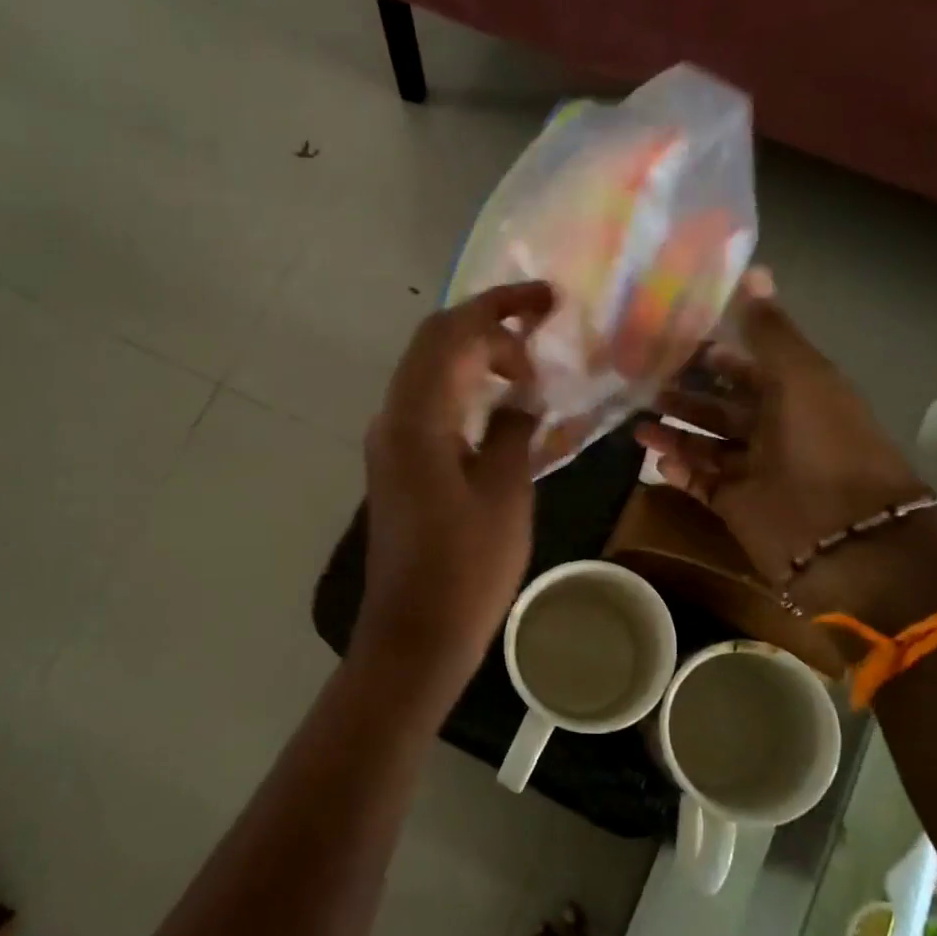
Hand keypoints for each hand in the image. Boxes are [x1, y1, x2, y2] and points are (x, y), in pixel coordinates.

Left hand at [357, 282, 554, 691]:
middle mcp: (393, 418)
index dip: (500, 306)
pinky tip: (499, 404)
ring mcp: (389, 442)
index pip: (453, 333)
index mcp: (417, 418)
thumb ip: (515, 431)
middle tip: (541, 328)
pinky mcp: (395, 464)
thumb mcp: (506, 494)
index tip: (548, 301)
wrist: (415, 634)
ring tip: (527, 367)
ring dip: (474, 356)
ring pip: (429, 371)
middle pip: (434, 342)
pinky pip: (428, 404)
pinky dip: (463, 388)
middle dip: (487, 324)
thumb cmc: (466, 570)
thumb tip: (523, 398)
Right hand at [636, 269, 928, 591]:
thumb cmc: (824, 444)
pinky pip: (701, 483)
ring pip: (705, 445)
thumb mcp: (801, 376)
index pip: (748, 368)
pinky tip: (655, 458)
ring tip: (635, 423)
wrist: (843, 535)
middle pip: (720, 407)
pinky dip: (680, 471)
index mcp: (795, 394)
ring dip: (674, 432)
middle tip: (641, 383)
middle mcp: (774, 430)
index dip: (714, 355)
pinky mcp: (736, 506)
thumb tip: (753, 269)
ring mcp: (754, 471)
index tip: (671, 342)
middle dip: (685, 395)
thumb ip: (770, 330)